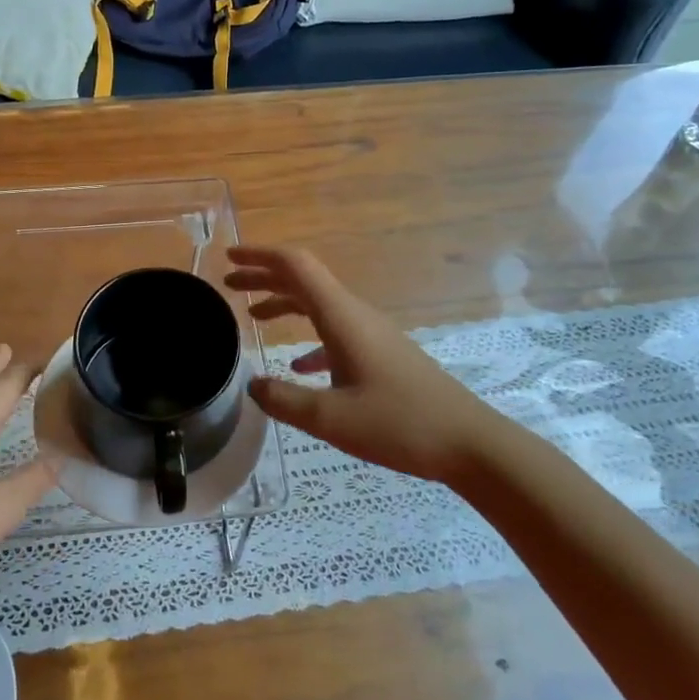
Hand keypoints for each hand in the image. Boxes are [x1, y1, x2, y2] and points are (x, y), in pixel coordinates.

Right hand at [227, 246, 518, 483]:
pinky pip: (336, 332)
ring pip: (320, 305)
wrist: (469, 443)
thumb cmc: (399, 424)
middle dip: (265, 277)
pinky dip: (309, 337)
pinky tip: (298, 365)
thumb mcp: (331, 419)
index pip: (296, 267)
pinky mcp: (382, 354)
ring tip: (253, 316)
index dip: (260, 256)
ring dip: (285, 304)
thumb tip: (251, 385)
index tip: (229, 258)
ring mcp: (372, 334)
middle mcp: (356, 315)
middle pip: (304, 281)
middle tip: (229, 284)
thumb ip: (284, 400)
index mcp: (342, 317)